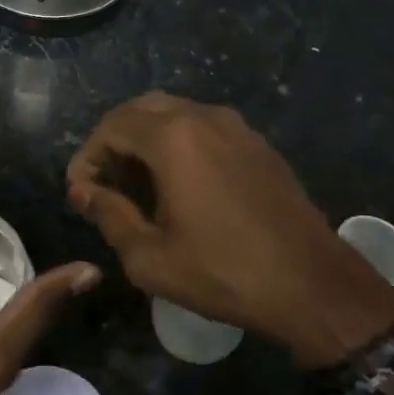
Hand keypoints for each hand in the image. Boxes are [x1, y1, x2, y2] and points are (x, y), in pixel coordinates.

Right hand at [67, 92, 393, 366]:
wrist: (312, 285)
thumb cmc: (223, 272)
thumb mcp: (150, 256)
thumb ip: (108, 214)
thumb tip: (83, 191)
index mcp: (173, 137)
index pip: (112, 127)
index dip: (88, 156)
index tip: (81, 192)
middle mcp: (204, 117)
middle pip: (141, 110)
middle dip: (115, 142)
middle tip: (105, 183)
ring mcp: (236, 127)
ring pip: (175, 115)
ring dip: (147, 140)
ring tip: (138, 186)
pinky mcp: (257, 144)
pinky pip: (204, 129)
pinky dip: (179, 144)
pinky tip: (179, 185)